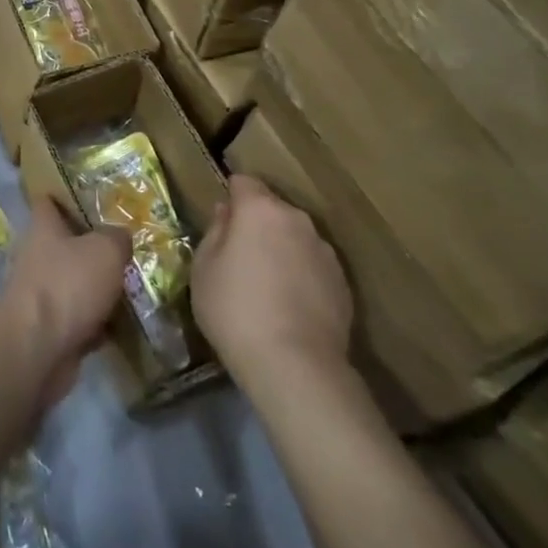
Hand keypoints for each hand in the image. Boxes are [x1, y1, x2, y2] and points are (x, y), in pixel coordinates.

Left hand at [0, 196, 130, 406]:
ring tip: (134, 286)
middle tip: (127, 248)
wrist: (38, 348)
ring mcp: (42, 294)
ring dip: (98, 288)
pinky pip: (80, 319)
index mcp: (43, 228)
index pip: (49, 201)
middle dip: (93, 247)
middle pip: (66, 244)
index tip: (92, 196)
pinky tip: (125, 325)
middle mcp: (38, 256)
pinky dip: (99, 323)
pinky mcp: (50, 329)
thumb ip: (117, 238)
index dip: (67, 195)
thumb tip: (120, 236)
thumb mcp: (105, 250)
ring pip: (75, 283)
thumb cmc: (68, 284)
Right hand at [191, 175, 352, 386]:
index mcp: (260, 209)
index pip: (243, 182)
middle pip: (272, 208)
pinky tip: (289, 306)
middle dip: (256, 223)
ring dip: (281, 248)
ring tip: (267, 285)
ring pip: (295, 237)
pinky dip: (301, 275)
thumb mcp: (203, 268)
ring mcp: (324, 251)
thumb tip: (226, 214)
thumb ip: (215, 232)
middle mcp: (297, 220)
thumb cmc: (236, 309)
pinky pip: (313, 265)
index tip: (222, 223)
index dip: (231, 197)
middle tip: (239, 256)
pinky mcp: (343, 283)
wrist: (296, 366)